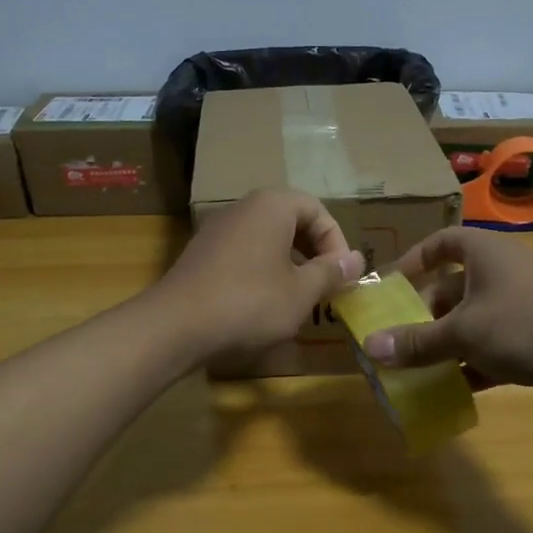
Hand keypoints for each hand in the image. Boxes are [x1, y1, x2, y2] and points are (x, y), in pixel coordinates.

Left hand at [152, 190, 363, 365]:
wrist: (176, 325)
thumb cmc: (250, 303)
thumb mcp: (301, 292)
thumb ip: (331, 272)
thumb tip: (356, 260)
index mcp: (272, 206)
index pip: (317, 210)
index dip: (336, 242)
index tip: (342, 276)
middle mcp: (242, 208)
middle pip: (291, 221)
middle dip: (314, 253)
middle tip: (324, 286)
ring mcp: (217, 230)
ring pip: (266, 239)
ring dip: (289, 265)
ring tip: (298, 299)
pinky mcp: (201, 255)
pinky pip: (243, 254)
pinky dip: (262, 272)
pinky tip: (263, 305)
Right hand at [364, 227, 532, 417]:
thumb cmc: (525, 325)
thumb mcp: (463, 332)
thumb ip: (416, 342)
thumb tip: (370, 347)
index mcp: (485, 255)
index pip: (442, 243)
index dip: (414, 260)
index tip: (389, 286)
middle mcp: (501, 276)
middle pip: (451, 290)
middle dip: (422, 316)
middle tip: (393, 341)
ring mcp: (519, 310)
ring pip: (469, 324)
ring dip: (442, 346)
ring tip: (410, 370)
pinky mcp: (532, 342)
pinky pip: (489, 351)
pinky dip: (469, 368)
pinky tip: (447, 391)